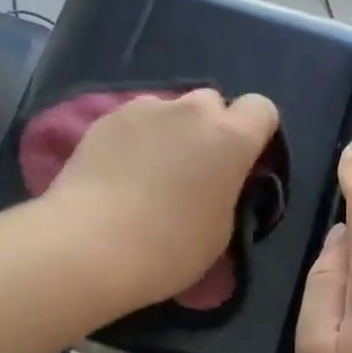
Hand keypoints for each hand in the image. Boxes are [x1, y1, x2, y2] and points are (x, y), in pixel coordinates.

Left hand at [45, 88, 280, 311]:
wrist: (89, 245)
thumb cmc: (168, 249)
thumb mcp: (220, 229)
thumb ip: (227, 190)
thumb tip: (216, 180)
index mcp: (231, 138)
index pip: (261, 108)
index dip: (254, 132)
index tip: (240, 162)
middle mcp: (191, 110)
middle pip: (211, 103)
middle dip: (208, 128)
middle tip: (192, 169)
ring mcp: (145, 108)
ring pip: (169, 109)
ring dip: (169, 130)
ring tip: (148, 171)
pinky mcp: (106, 117)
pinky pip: (133, 120)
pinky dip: (134, 138)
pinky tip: (117, 171)